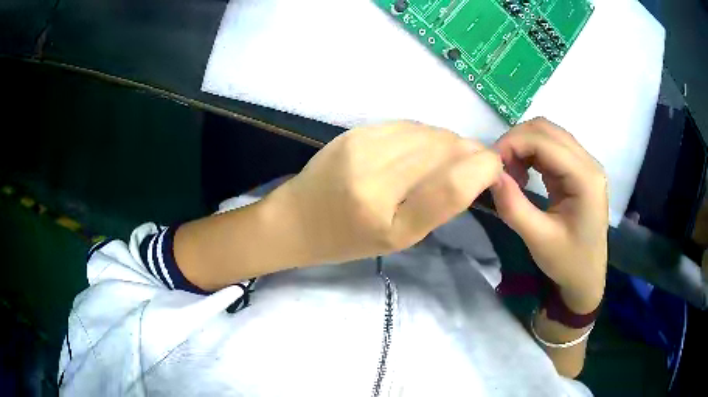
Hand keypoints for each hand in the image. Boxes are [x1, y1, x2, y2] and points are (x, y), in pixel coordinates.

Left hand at [266, 121, 501, 266]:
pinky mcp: (355, 130)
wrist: (298, 218)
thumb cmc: (349, 240)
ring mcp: (362, 146)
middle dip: (469, 152)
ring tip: (445, 159)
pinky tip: (420, 148)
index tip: (494, 167)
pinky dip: (424, 135)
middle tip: (473, 164)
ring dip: (448, 142)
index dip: (483, 169)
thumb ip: (439, 206)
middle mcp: (374, 177)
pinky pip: (408, 124)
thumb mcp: (400, 239)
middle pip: (444, 149)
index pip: (451, 186)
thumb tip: (476, 168)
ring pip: (429, 131)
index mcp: (388, 221)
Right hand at [491, 118, 607, 312]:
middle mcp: (588, 163)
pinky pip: (551, 148)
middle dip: (516, 141)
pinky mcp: (578, 170)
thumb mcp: (538, 239)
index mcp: (585, 178)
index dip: (512, 144)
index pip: (544, 141)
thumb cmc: (568, 263)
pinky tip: (523, 174)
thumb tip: (490, 175)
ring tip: (510, 173)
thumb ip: (513, 206)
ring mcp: (585, 164)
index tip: (490, 166)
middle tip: (498, 168)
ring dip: (523, 146)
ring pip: (547, 134)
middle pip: (546, 129)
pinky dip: (531, 154)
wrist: (587, 278)